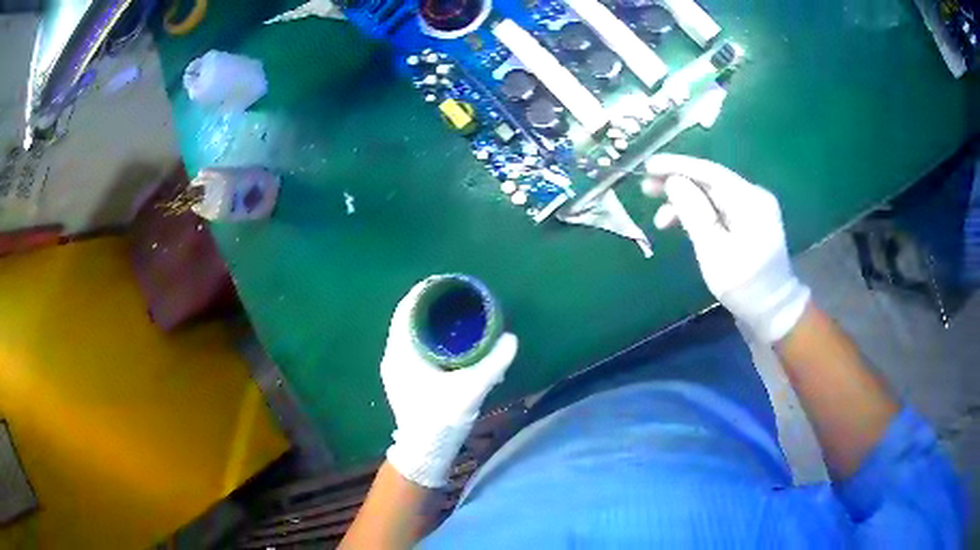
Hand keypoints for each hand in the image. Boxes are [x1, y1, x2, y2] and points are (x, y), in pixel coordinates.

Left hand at [381, 281, 518, 487]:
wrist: (423, 452)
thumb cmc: (439, 420)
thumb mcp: (469, 390)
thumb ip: (492, 364)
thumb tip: (511, 339)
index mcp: (401, 352)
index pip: (406, 309)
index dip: (424, 292)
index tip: (447, 284)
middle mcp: (394, 356)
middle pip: (409, 319)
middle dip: (431, 306)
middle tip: (459, 299)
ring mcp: (397, 368)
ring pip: (411, 334)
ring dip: (430, 323)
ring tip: (457, 317)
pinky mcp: (404, 379)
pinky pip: (414, 347)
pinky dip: (430, 338)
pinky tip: (450, 344)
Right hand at [644, 154, 810, 342]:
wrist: (774, 312)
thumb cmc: (745, 288)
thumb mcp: (715, 253)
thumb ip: (695, 214)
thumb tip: (673, 181)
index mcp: (750, 201)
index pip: (710, 172)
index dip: (677, 166)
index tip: (648, 166)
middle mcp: (753, 196)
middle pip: (710, 181)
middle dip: (677, 182)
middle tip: (646, 189)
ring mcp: (753, 208)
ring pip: (712, 195)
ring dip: (685, 202)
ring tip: (660, 220)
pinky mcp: (748, 221)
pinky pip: (718, 208)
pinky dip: (698, 213)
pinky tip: (681, 224)